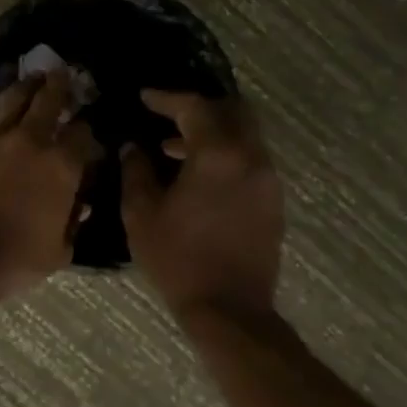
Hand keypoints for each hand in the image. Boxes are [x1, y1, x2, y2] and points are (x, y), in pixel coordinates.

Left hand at [0, 71, 97, 296]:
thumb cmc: (15, 260)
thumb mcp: (60, 249)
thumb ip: (73, 218)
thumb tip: (79, 201)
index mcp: (60, 166)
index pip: (84, 133)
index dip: (89, 129)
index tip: (90, 129)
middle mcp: (29, 142)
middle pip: (48, 100)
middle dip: (59, 86)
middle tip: (63, 74)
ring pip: (13, 101)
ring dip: (26, 89)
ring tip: (33, 80)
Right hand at [120, 90, 284, 320]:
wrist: (229, 309)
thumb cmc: (179, 258)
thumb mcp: (141, 213)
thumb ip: (135, 171)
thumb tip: (133, 147)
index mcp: (218, 154)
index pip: (194, 107)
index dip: (166, 98)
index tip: (144, 97)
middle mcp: (250, 157)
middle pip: (231, 110)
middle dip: (199, 107)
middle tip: (168, 114)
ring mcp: (268, 179)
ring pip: (244, 135)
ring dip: (212, 132)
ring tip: (174, 148)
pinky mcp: (273, 200)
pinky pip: (250, 159)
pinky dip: (225, 154)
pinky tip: (198, 176)